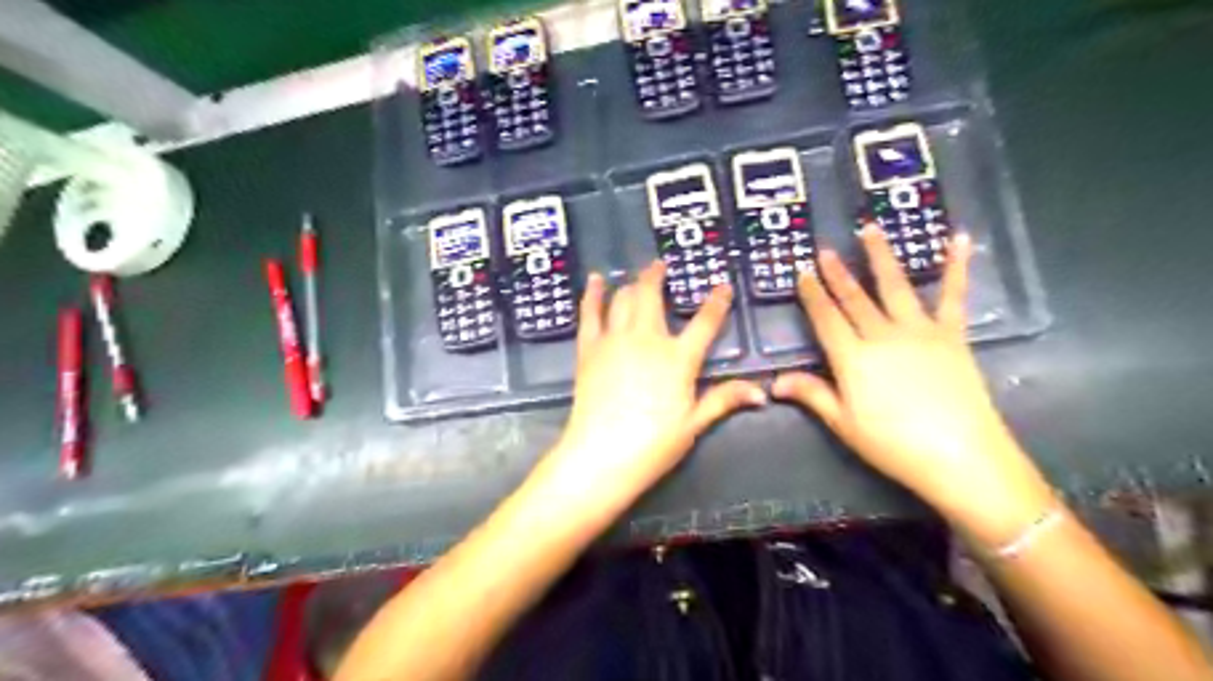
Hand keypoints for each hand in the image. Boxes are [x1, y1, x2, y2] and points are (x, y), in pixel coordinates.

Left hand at [545, 260, 759, 509]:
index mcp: (678, 358)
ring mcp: (614, 340)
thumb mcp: (693, 424)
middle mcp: (647, 339)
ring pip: (622, 298)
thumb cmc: (653, 444)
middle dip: (657, 276)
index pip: (705, 322)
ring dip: (631, 283)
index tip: (722, 286)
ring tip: (636, 276)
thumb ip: (724, 400)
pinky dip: (593, 294)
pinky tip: (595, 280)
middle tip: (660, 265)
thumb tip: (761, 392)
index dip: (716, 302)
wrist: (601, 454)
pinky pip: (590, 313)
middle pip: (652, 296)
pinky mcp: (589, 349)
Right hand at [776, 227, 1053, 541]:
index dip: (812, 295)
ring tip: (869, 229)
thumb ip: (812, 395)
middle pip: (854, 298)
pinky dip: (956, 266)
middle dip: (837, 272)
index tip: (802, 273)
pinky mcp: (951, 334)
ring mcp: (919, 330)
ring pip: (894, 286)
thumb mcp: (844, 423)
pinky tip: (959, 239)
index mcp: (852, 358)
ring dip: (880, 256)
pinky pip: (953, 295)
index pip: (826, 318)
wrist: (960, 455)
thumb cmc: (893, 444)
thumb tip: (774, 382)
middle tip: (825, 249)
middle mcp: (881, 335)